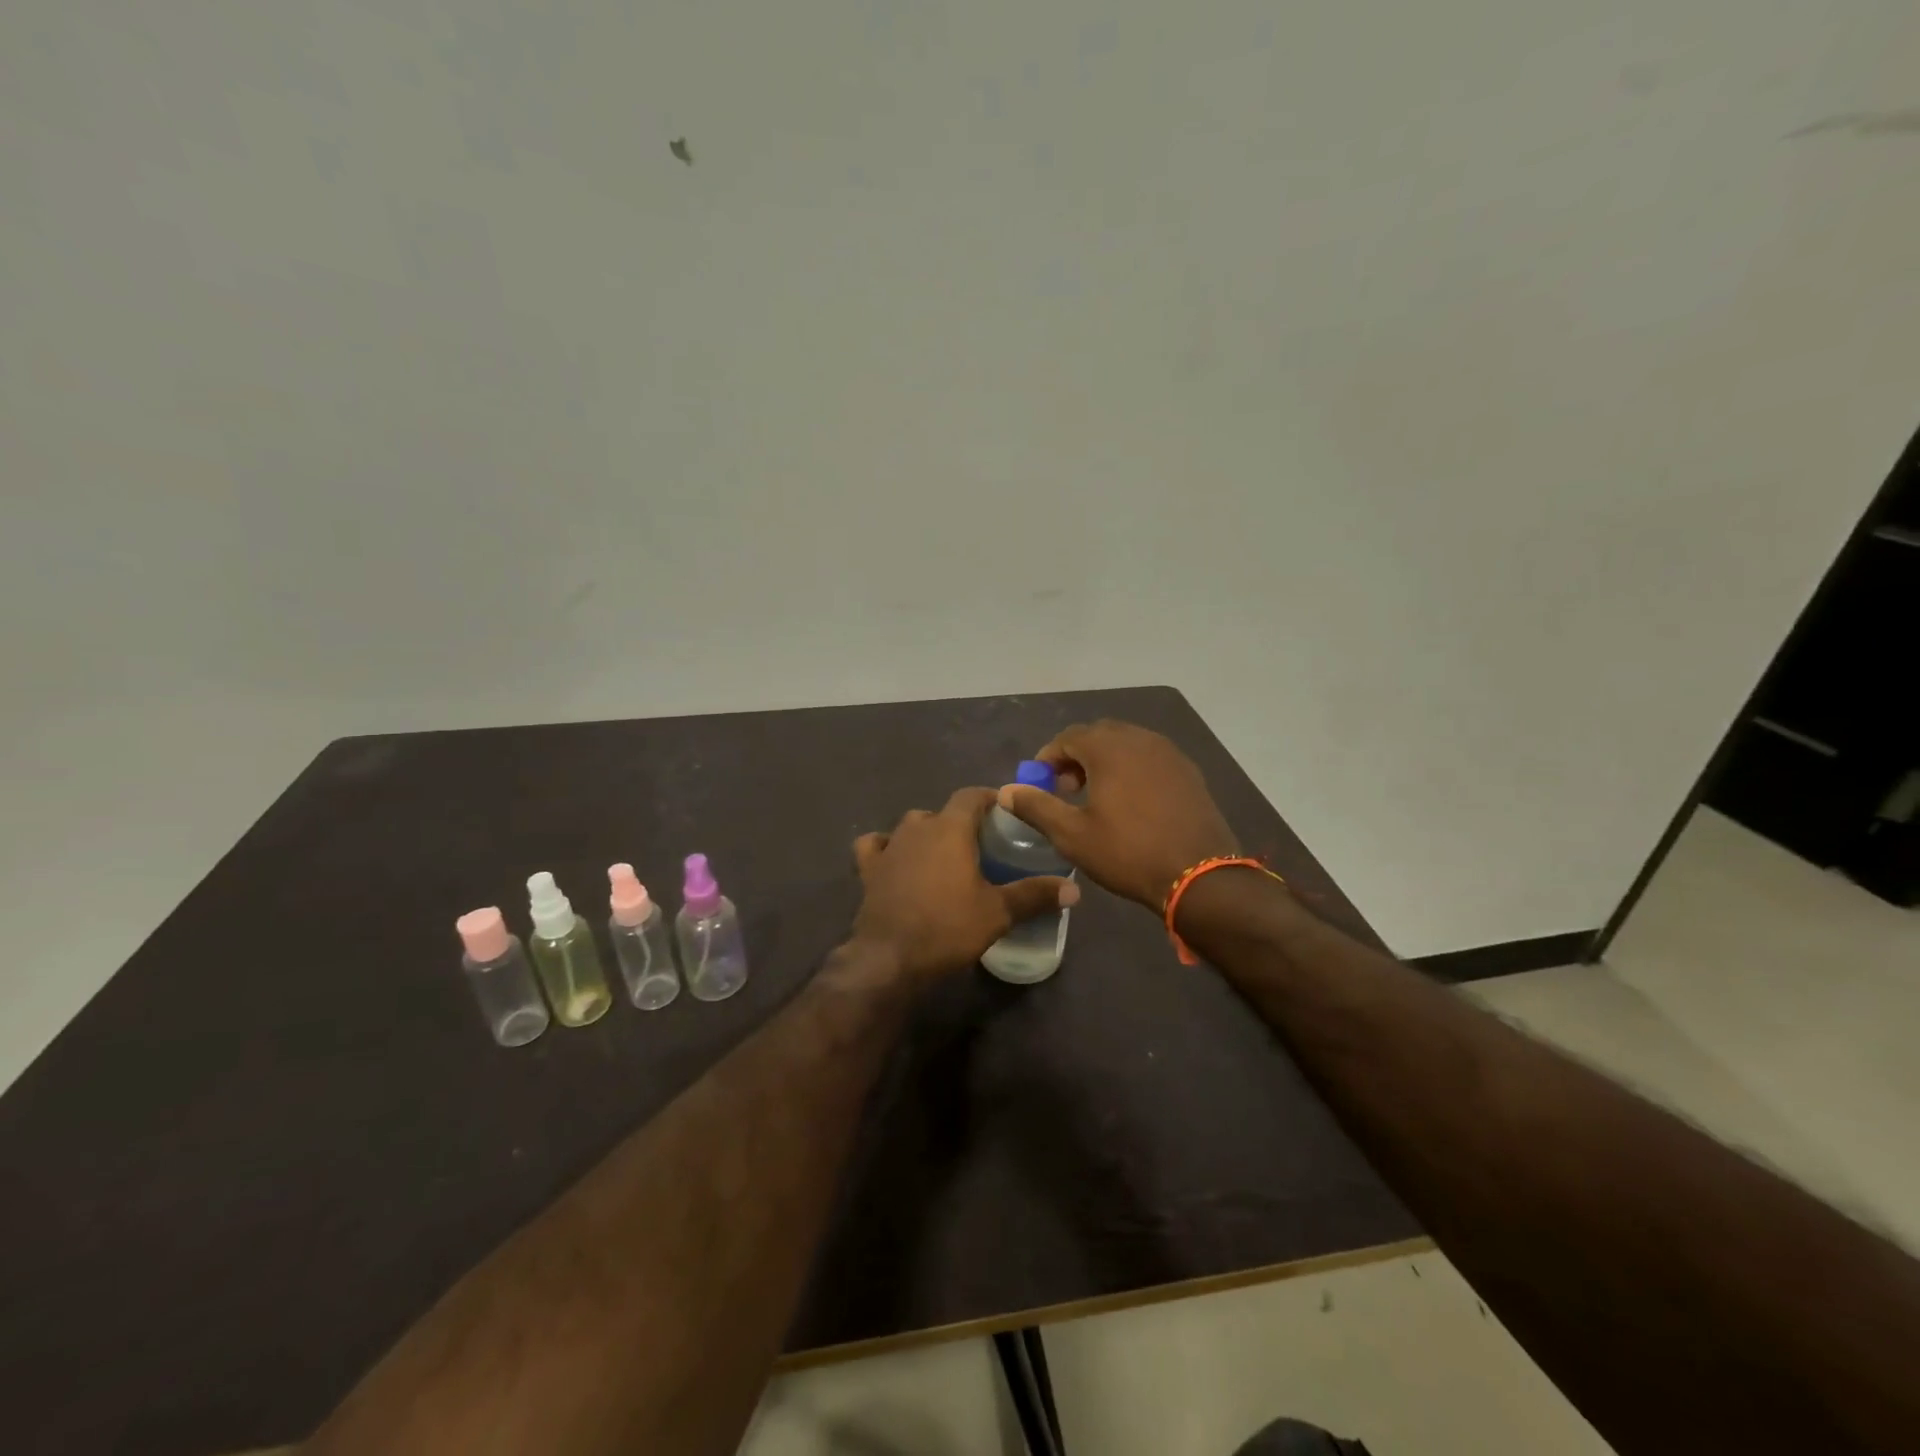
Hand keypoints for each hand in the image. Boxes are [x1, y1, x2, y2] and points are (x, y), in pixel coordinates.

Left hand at [851, 787, 1078, 982]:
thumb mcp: (998, 912)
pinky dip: (886, 848)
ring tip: (943, 856)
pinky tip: (895, 860)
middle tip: (981, 845)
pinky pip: (876, 846)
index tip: (1005, 812)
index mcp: (950, 828)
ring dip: (927, 834)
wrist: (889, 958)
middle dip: (961, 822)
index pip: (971, 795)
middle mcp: (917, 828)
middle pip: (942, 812)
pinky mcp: (868, 869)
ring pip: (910, 826)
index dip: (989, 799)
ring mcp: (889, 847)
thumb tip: (1074, 890)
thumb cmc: (948, 927)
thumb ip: (1035, 895)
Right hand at [998, 720, 1239, 910]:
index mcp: (1109, 748)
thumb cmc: (1128, 853)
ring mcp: (1169, 753)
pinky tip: (1131, 802)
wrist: (1200, 876)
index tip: (1040, 783)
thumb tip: (1006, 791)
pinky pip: (1150, 758)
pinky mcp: (1189, 771)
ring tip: (1097, 796)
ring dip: (1105, 761)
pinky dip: (1132, 769)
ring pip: (1127, 744)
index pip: (1068, 737)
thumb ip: (1036, 807)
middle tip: (1067, 789)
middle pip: (1099, 735)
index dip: (1048, 758)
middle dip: (1077, 756)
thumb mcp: (1072, 835)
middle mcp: (1140, 739)